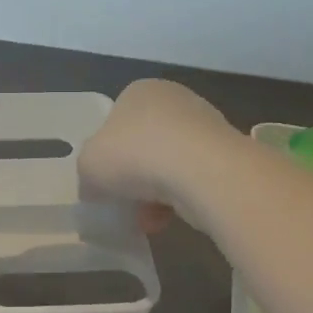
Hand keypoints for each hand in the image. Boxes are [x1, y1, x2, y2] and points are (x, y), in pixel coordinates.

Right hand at [80, 79, 239, 230]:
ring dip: (155, 194)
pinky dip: (179, 200)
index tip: (104, 179)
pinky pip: (193, 180)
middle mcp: (174, 101)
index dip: (107, 152)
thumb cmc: (136, 154)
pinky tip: (167, 220)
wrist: (201, 171)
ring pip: (169, 165)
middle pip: (144, 144)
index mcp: (140, 91)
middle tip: (124, 202)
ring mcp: (205, 126)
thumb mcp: (89, 164)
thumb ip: (87, 173)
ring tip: (146, 220)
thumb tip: (95, 188)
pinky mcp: (226, 155)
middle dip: (134, 177)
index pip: (116, 119)